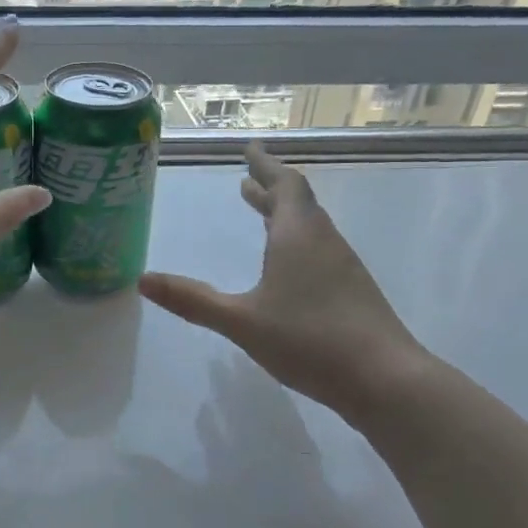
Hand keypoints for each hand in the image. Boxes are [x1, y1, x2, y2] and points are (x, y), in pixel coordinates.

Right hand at [138, 143, 429, 423]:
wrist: (385, 379)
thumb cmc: (308, 340)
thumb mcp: (241, 321)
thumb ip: (192, 300)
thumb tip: (143, 279)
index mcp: (297, 236)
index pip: (283, 185)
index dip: (265, 165)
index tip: (251, 148)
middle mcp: (323, 242)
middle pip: (298, 202)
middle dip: (271, 188)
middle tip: (248, 180)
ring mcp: (343, 266)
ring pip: (310, 226)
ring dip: (284, 214)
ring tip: (260, 214)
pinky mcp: (352, 291)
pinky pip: (318, 249)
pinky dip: (296, 240)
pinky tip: (288, 266)